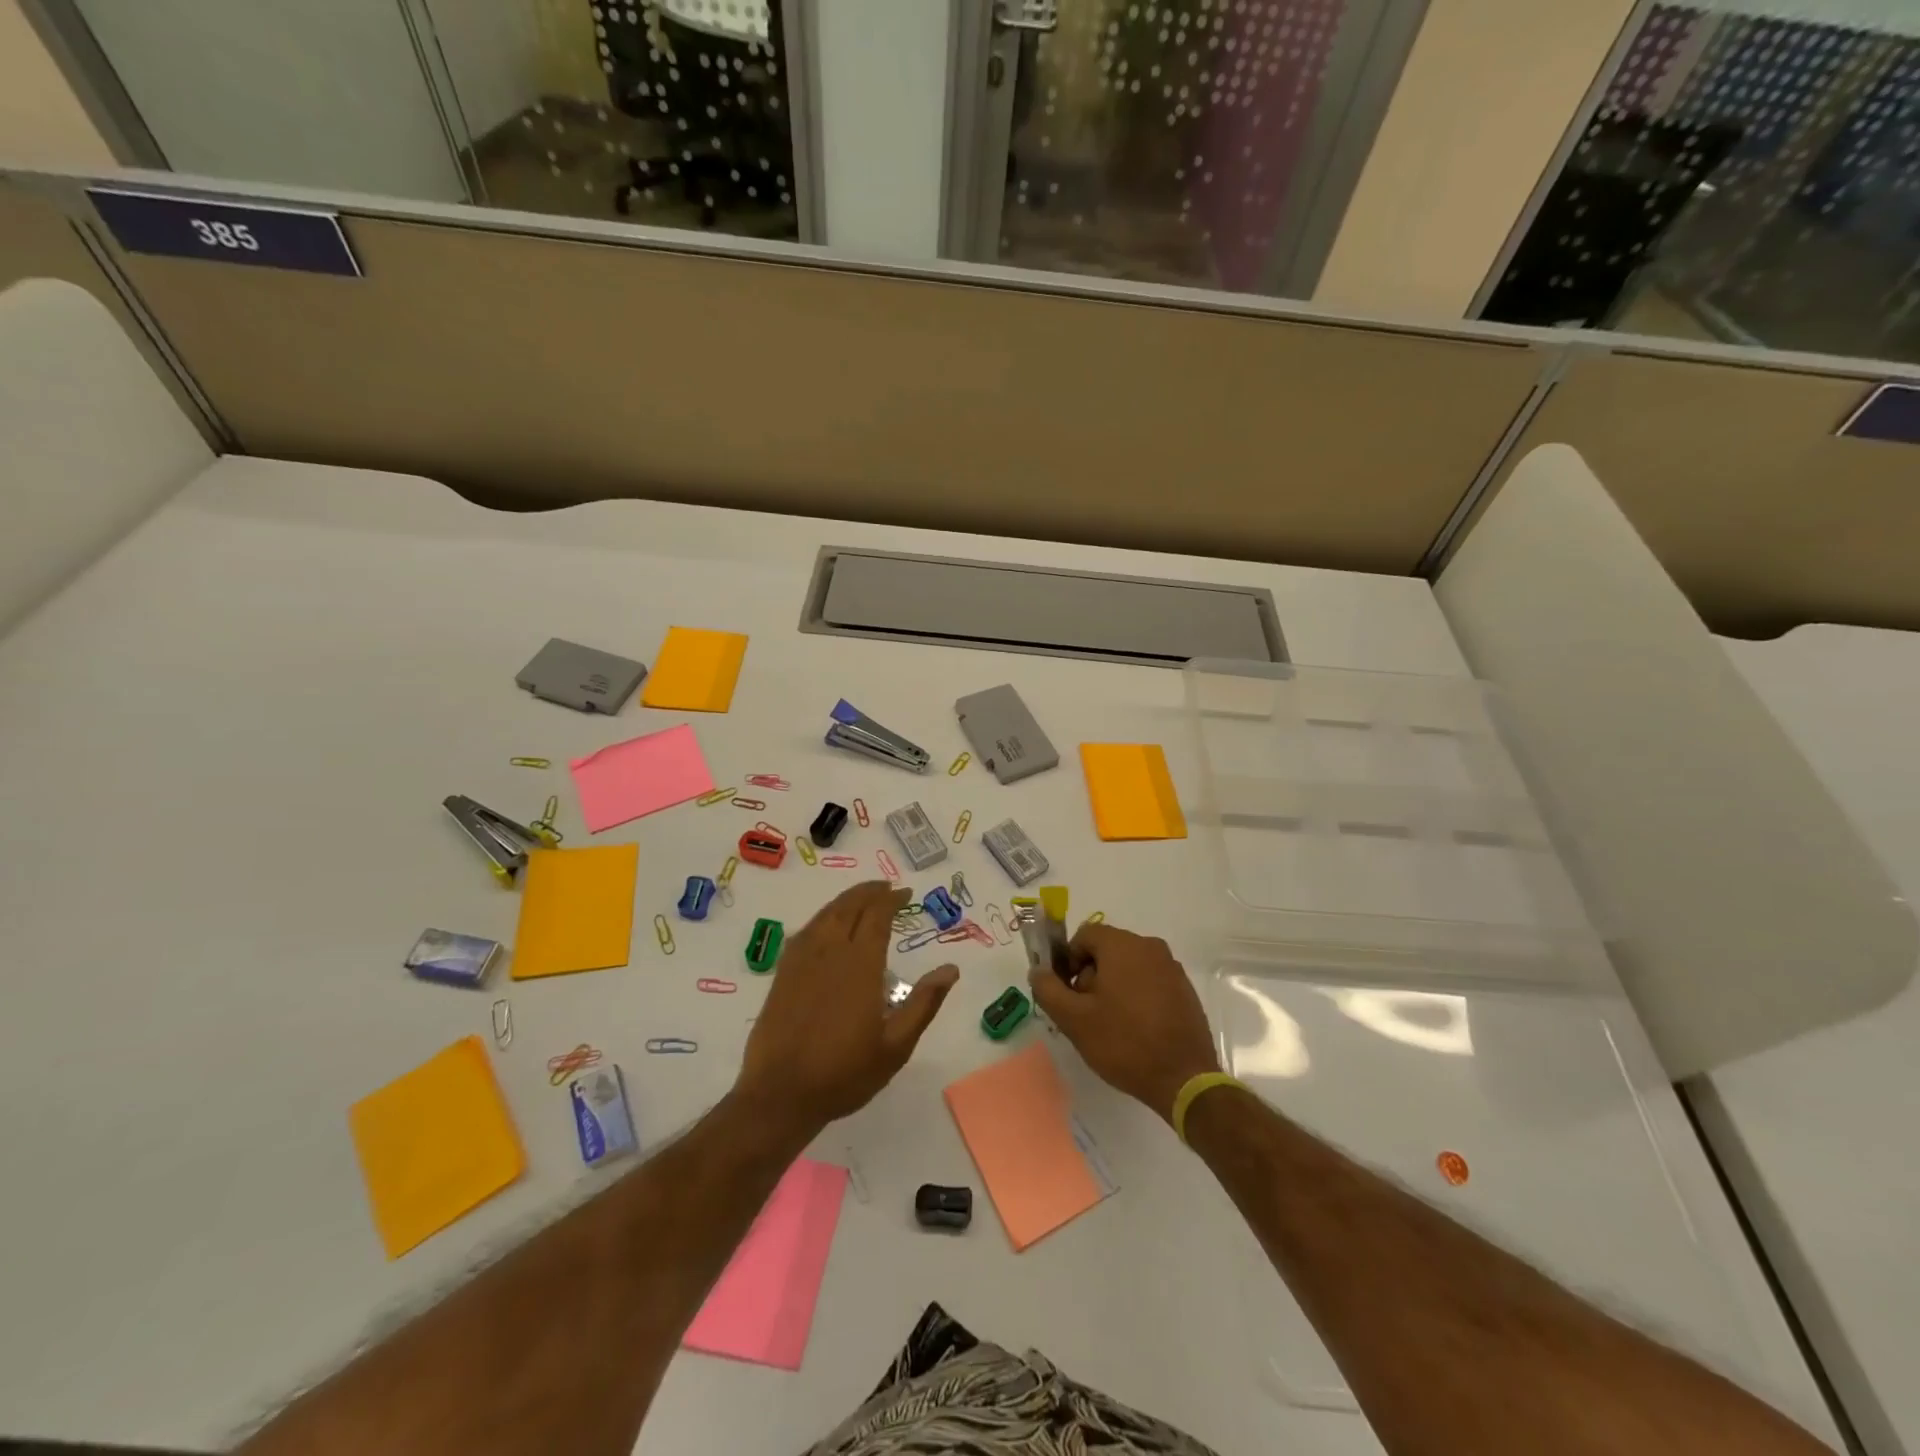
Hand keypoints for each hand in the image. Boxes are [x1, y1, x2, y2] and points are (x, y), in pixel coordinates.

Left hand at [734, 882, 957, 1137]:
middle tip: (886, 888)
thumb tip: (951, 969)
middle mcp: (831, 952)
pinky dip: (823, 917)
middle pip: (850, 907)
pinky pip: (806, 931)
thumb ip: (924, 1003)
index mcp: (861, 964)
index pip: (877, 916)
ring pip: (826, 915)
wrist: (780, 1094)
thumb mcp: (895, 1046)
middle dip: (870, 892)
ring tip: (861, 898)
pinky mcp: (783, 973)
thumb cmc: (844, 1073)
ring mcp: (802, 960)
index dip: (892, 899)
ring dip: (846, 900)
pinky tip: (827, 925)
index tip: (905, 893)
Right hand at [1029, 922, 1219, 1122]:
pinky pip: (1150, 981)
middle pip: (1108, 949)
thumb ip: (1048, 989)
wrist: (1184, 1079)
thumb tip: (1038, 971)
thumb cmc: (1124, 1043)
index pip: (1085, 935)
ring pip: (1129, 966)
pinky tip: (1135, 1028)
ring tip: (1110, 1024)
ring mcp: (1172, 968)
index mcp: (1123, 945)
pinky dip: (1137, 995)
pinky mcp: (1185, 990)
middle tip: (1086, 1012)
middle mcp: (1150, 947)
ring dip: (1113, 986)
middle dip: (1091, 974)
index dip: (1069, 959)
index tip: (1067, 992)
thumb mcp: (1074, 1019)